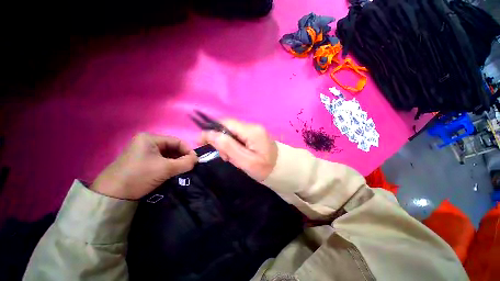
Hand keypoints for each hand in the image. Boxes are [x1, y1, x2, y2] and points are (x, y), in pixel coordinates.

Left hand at [91, 133, 197, 199]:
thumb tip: (197, 159)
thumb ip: (185, 163)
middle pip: (172, 147)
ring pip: (167, 154)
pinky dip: (169, 165)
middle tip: (189, 166)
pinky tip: (173, 172)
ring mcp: (144, 152)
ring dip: (176, 161)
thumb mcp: (165, 169)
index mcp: (150, 138)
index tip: (195, 160)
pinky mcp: (142, 161)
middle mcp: (147, 142)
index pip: (176, 141)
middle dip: (182, 156)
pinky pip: (161, 160)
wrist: (112, 195)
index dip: (188, 150)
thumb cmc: (139, 176)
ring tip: (183, 169)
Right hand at [199, 119, 277, 181]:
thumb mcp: (245, 161)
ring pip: (231, 132)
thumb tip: (210, 134)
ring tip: (231, 158)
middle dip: (221, 141)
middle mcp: (252, 126)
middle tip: (225, 157)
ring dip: (227, 145)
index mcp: (251, 131)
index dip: (212, 130)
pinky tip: (237, 155)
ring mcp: (254, 130)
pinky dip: (233, 145)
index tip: (202, 141)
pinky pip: (238, 136)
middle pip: (228, 127)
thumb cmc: (265, 168)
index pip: (226, 123)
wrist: (281, 169)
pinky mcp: (254, 134)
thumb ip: (228, 147)